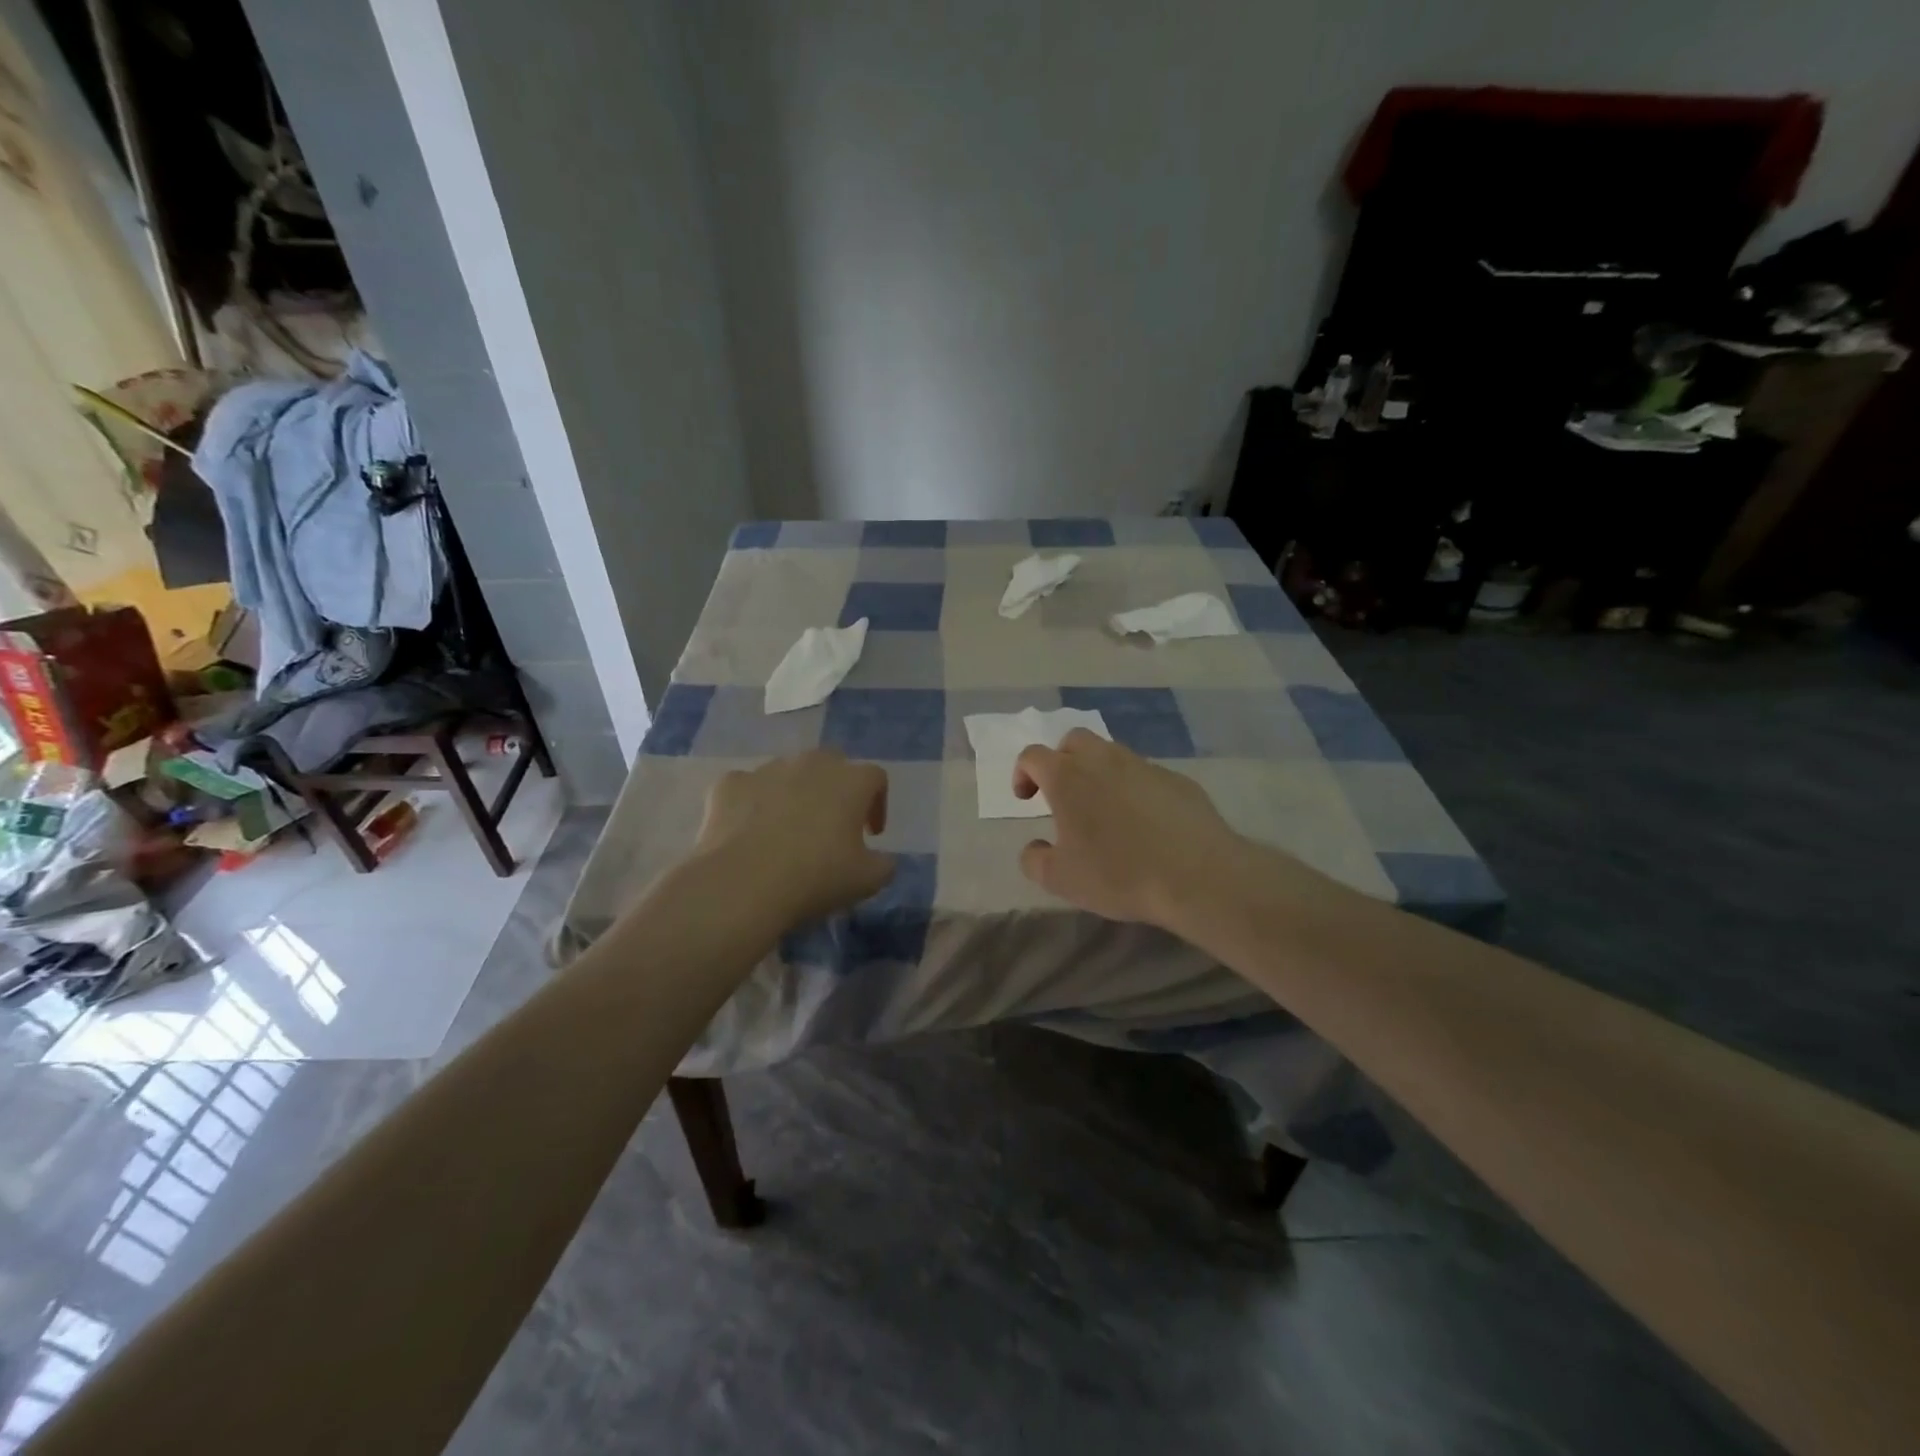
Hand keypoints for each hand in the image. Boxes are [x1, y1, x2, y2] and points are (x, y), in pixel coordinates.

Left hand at [692, 749, 894, 930]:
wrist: (743, 884)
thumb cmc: (817, 877)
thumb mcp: (868, 880)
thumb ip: (884, 864)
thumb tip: (882, 859)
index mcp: (851, 781)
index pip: (876, 778)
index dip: (877, 804)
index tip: (871, 834)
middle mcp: (811, 763)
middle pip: (832, 764)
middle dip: (835, 789)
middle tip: (831, 825)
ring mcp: (767, 769)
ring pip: (788, 773)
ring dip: (794, 794)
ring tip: (787, 831)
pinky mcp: (730, 784)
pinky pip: (747, 787)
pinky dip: (751, 804)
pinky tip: (749, 831)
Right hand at [1013, 729, 1244, 927]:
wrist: (1198, 876)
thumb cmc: (1119, 874)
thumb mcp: (1061, 880)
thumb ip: (1035, 860)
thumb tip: (1034, 847)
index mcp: (1068, 777)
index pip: (1033, 756)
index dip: (1023, 773)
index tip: (1027, 800)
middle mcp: (1104, 760)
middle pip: (1074, 741)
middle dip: (1062, 760)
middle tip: (1064, 796)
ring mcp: (1144, 766)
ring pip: (1112, 754)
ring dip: (1099, 772)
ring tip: (1105, 811)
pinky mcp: (1177, 780)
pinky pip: (1145, 775)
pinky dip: (1134, 789)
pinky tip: (1144, 823)